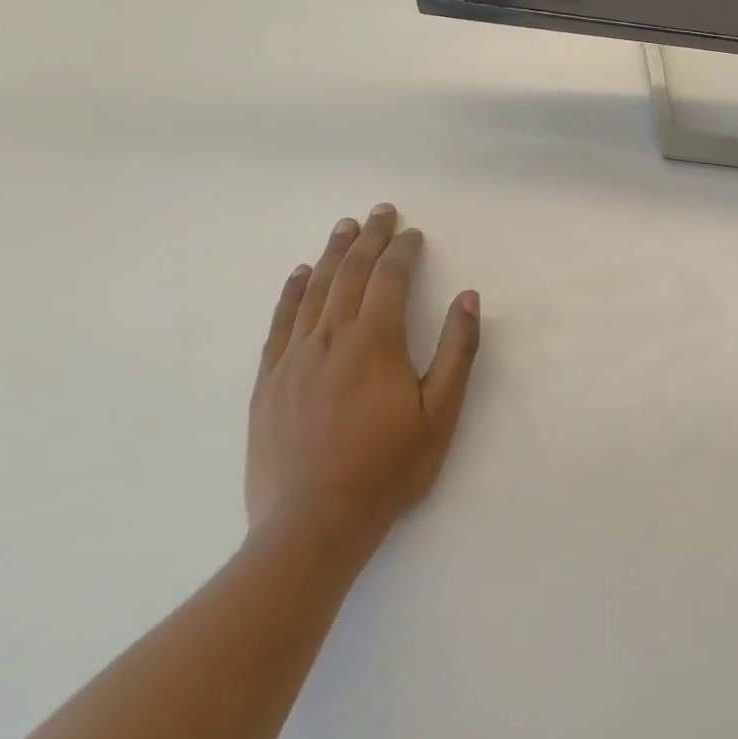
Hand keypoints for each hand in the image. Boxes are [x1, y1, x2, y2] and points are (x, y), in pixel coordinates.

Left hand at [246, 206, 480, 564]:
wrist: (311, 526)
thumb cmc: (388, 469)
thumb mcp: (440, 413)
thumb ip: (457, 350)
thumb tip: (468, 298)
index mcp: (375, 341)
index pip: (390, 278)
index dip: (403, 250)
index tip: (413, 233)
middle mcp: (331, 337)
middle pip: (352, 273)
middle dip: (369, 238)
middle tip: (380, 212)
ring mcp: (294, 358)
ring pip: (315, 290)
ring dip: (334, 254)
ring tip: (345, 228)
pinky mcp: (269, 381)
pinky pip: (280, 322)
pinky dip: (292, 291)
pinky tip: (301, 274)